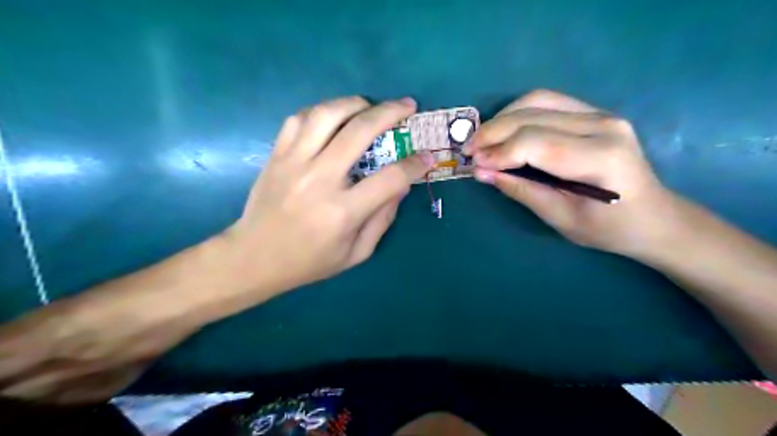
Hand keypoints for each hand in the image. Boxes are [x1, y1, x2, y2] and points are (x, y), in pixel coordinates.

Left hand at [224, 95, 434, 295]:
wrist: (254, 258)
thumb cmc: (309, 262)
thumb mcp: (356, 253)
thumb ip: (382, 218)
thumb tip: (402, 185)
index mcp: (343, 211)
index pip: (390, 178)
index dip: (415, 164)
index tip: (427, 155)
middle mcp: (320, 180)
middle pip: (360, 131)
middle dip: (390, 113)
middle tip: (407, 106)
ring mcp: (294, 163)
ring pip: (327, 114)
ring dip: (355, 103)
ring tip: (370, 105)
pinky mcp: (276, 155)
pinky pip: (299, 119)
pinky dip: (322, 111)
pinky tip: (334, 116)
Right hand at [466, 89, 680, 256]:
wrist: (654, 217)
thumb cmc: (609, 228)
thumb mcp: (561, 219)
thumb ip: (521, 191)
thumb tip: (482, 172)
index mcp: (599, 158)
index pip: (536, 142)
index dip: (499, 151)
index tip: (474, 164)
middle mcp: (603, 126)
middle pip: (533, 115)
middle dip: (493, 132)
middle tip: (469, 150)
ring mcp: (601, 114)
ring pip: (538, 100)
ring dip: (503, 117)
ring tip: (482, 139)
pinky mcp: (595, 113)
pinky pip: (548, 102)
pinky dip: (519, 112)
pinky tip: (505, 129)